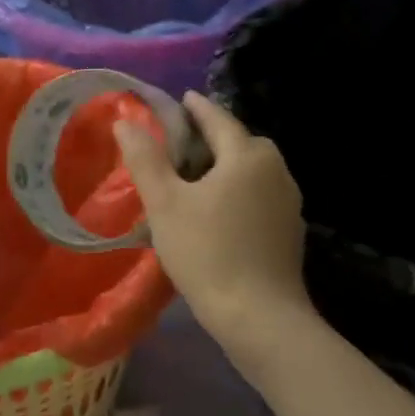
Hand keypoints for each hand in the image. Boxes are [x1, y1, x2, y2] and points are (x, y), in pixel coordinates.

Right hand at [114, 93, 312, 341]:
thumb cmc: (207, 252)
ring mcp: (288, 202)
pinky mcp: (289, 231)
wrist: (259, 316)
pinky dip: (238, 194)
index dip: (196, 108)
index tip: (181, 99)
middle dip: (212, 139)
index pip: (218, 118)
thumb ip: (144, 159)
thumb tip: (125, 121)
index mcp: (248, 155)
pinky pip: (259, 197)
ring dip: (225, 169)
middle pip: (240, 143)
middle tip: (179, 146)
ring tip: (194, 181)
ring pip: (251, 172)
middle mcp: (276, 170)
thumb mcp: (165, 203)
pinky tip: (218, 215)